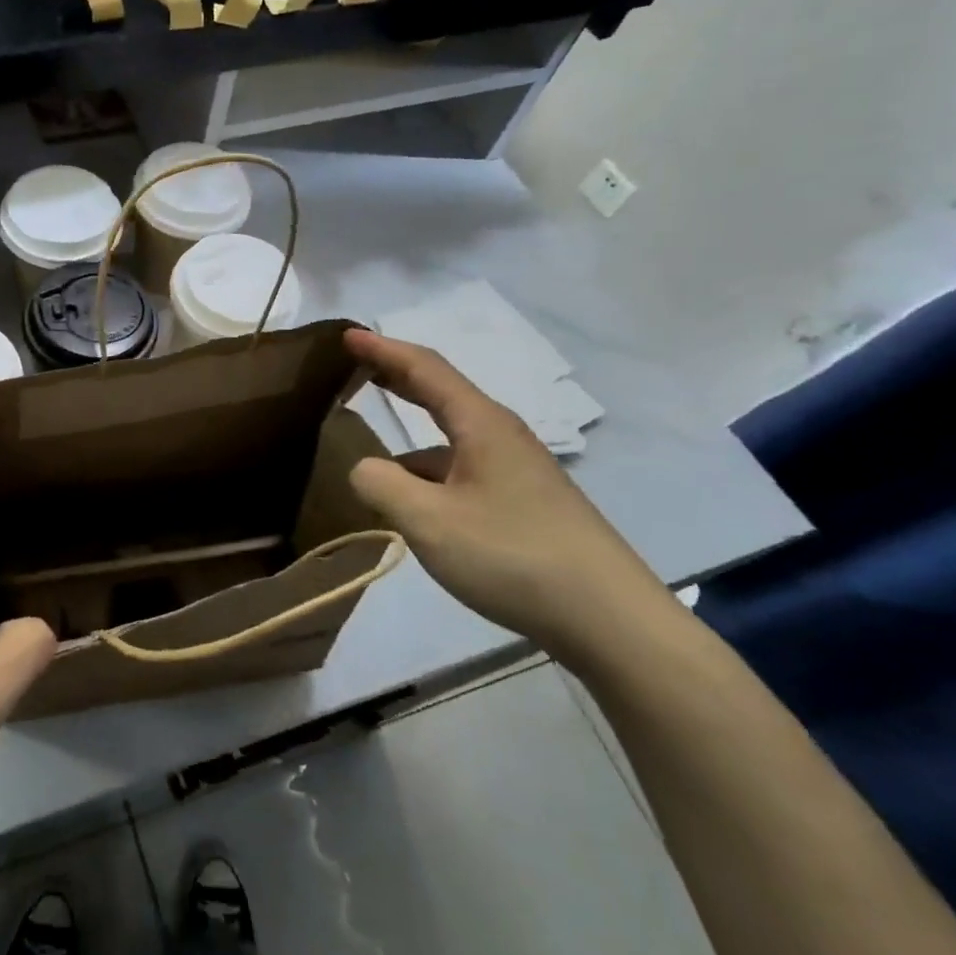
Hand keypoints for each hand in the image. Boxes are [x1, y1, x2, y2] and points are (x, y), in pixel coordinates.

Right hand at [344, 328, 666, 663]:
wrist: (608, 619)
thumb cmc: (512, 555)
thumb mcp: (428, 520)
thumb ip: (380, 484)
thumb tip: (363, 468)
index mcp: (480, 424)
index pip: (424, 369)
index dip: (382, 349)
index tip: (346, 335)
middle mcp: (500, 437)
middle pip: (440, 394)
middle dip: (396, 378)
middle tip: (355, 369)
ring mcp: (516, 472)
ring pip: (448, 444)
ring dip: (408, 442)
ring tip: (369, 462)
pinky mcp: (523, 505)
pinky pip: (460, 474)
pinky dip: (427, 477)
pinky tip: (412, 509)